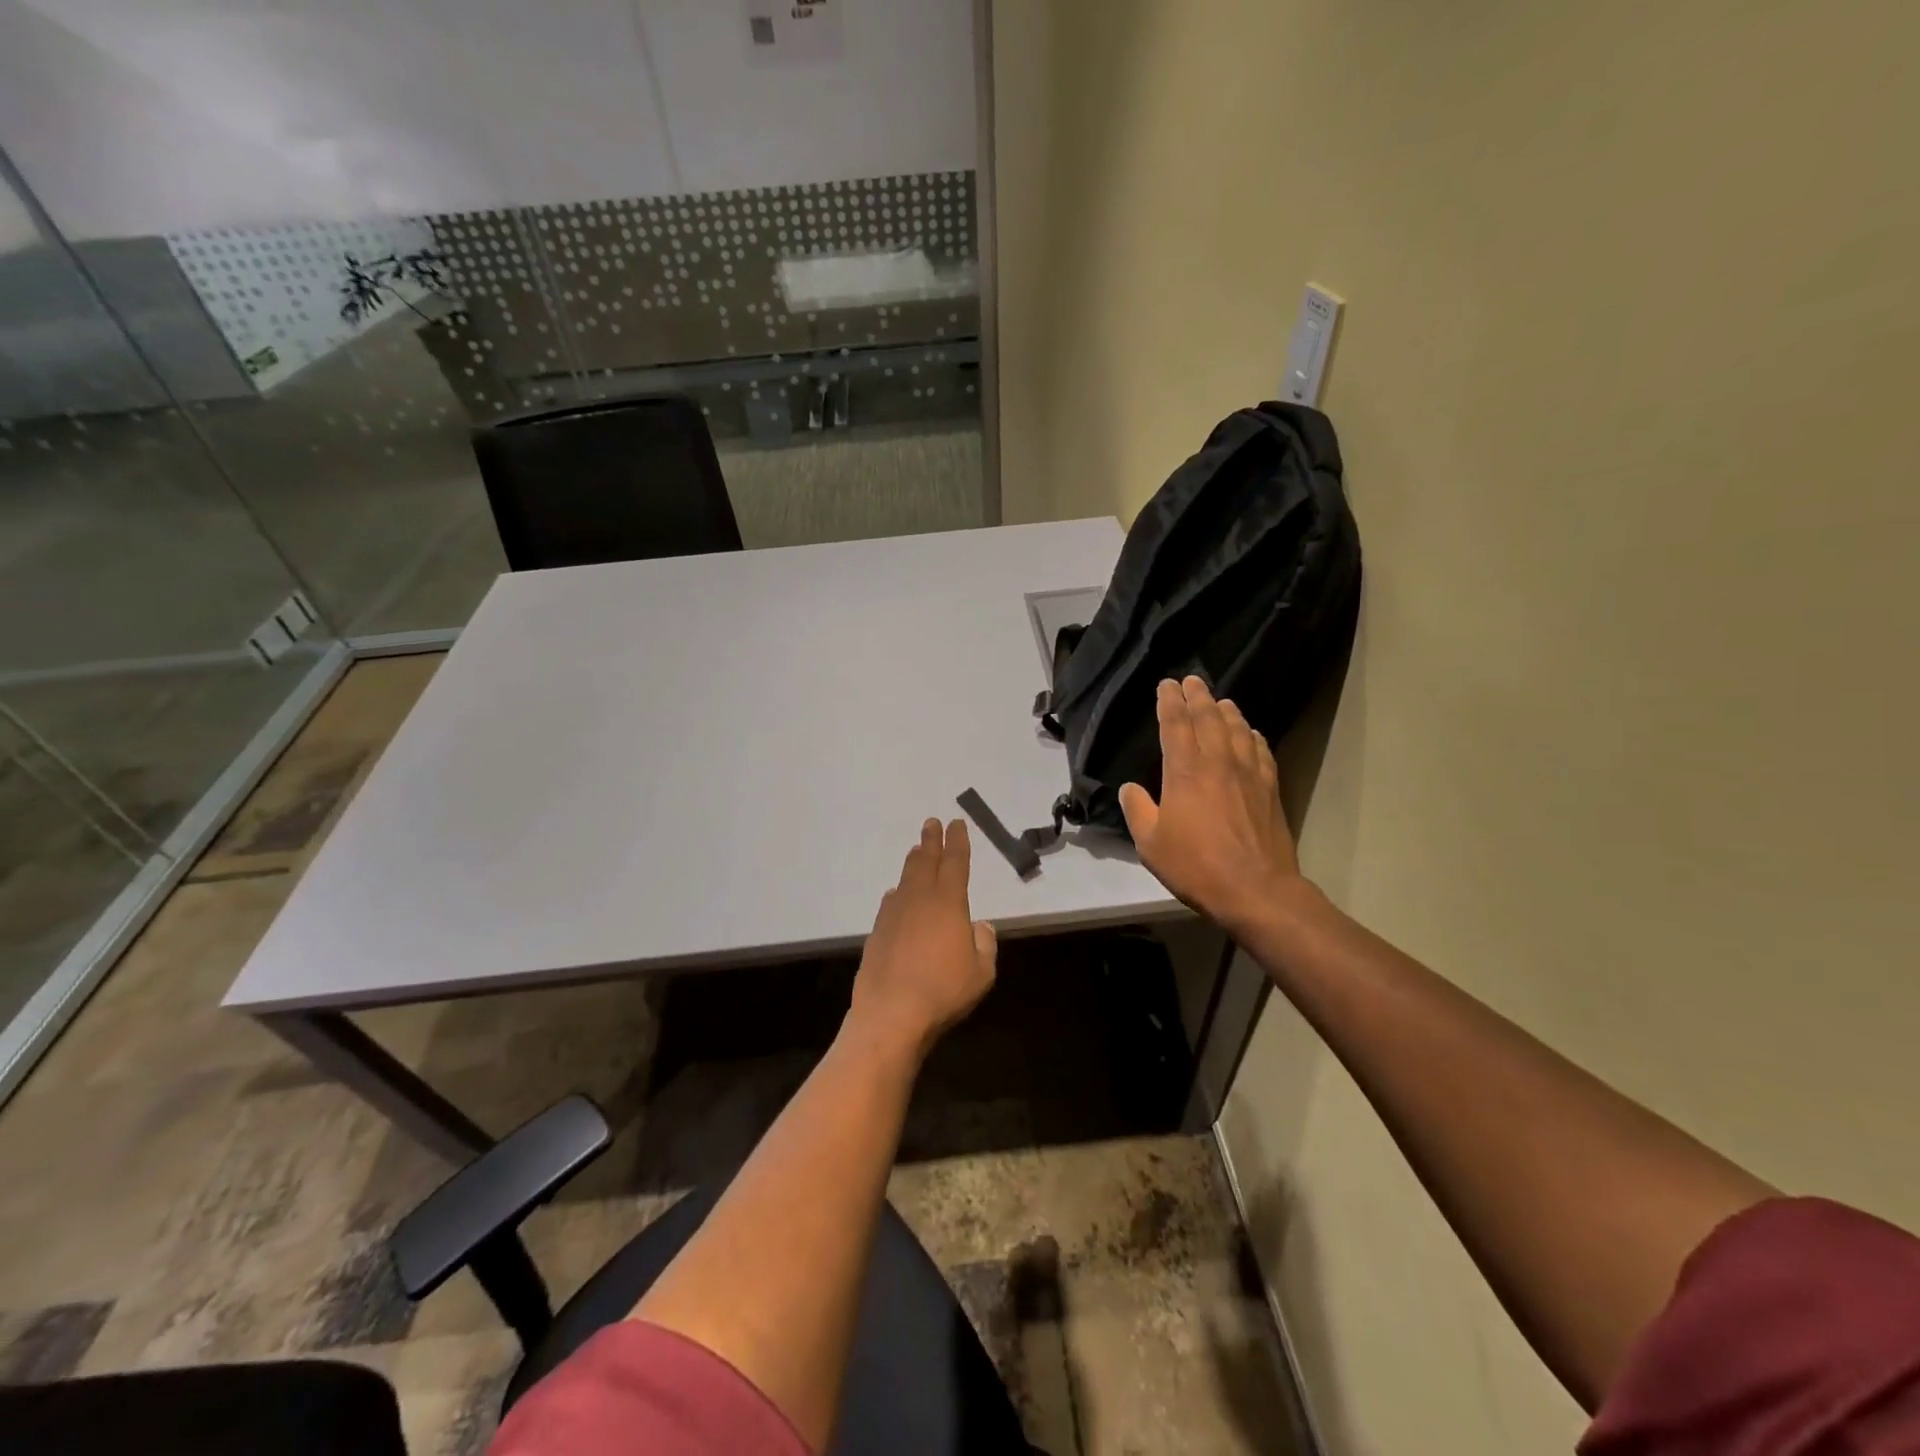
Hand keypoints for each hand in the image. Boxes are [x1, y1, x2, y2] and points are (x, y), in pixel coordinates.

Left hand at [848, 818, 997, 1061]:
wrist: (891, 1013)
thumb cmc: (944, 991)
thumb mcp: (982, 972)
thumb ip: (984, 944)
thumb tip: (980, 926)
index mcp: (949, 903)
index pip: (955, 863)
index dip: (958, 842)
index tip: (957, 824)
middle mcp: (920, 900)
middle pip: (926, 862)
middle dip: (931, 841)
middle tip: (932, 823)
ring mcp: (894, 914)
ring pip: (906, 879)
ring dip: (913, 861)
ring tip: (916, 851)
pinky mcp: (877, 932)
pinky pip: (890, 902)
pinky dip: (897, 893)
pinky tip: (896, 895)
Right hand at [1120, 677, 1302, 933]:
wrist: (1256, 889)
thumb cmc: (1196, 865)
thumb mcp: (1150, 843)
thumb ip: (1138, 810)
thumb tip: (1131, 789)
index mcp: (1185, 771)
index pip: (1176, 724)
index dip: (1169, 701)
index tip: (1166, 685)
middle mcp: (1218, 762)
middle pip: (1208, 717)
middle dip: (1197, 696)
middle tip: (1191, 680)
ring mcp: (1249, 773)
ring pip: (1238, 729)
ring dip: (1226, 711)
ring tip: (1220, 700)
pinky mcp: (1270, 789)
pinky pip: (1261, 751)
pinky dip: (1253, 736)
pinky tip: (1251, 733)